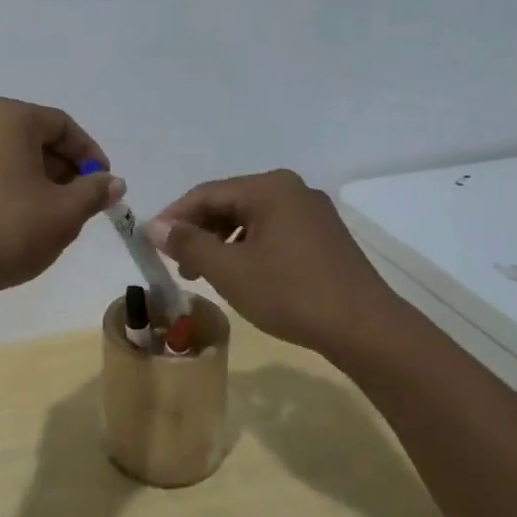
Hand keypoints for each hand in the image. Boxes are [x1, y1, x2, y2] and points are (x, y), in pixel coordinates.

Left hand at [0, 98, 125, 299]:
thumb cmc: (7, 228)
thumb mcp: (64, 212)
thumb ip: (94, 192)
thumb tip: (113, 182)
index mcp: (7, 116)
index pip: (62, 125)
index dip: (90, 155)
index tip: (105, 185)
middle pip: (35, 138)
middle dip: (65, 170)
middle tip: (83, 204)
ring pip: (11, 157)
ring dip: (40, 182)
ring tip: (56, 218)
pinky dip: (12, 189)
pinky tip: (21, 222)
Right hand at [145, 169, 397, 354]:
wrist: (365, 329)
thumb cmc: (290, 293)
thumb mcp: (229, 270)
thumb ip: (187, 243)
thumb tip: (154, 227)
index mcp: (269, 187)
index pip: (206, 193)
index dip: (174, 217)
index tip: (152, 242)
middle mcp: (292, 189)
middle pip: (229, 203)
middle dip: (198, 232)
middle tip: (179, 265)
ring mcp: (312, 212)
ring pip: (250, 219)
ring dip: (221, 243)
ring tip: (205, 274)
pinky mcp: (323, 236)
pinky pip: (272, 231)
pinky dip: (248, 248)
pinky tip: (241, 274)